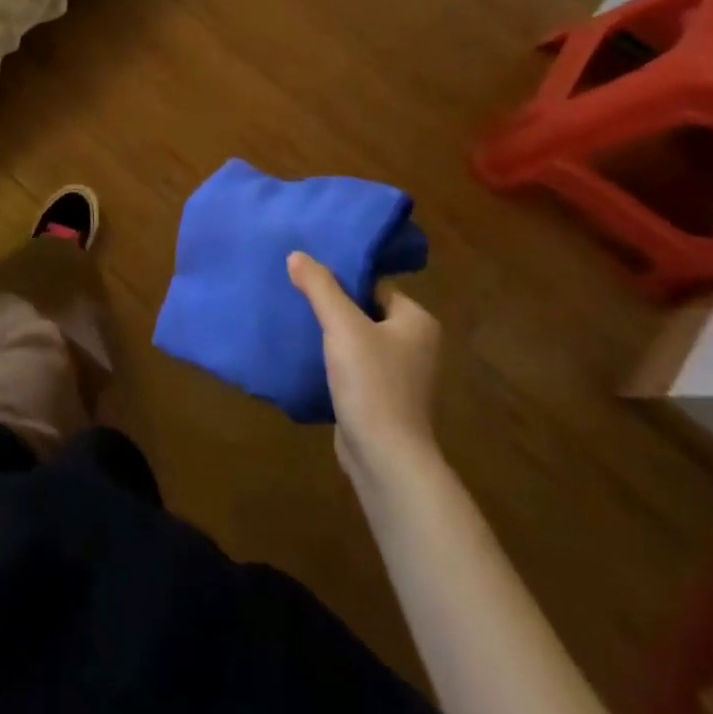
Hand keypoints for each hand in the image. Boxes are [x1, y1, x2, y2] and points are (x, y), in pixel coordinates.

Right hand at [288, 252, 442, 489]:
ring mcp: (401, 376)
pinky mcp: (383, 400)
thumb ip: (319, 287)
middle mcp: (416, 345)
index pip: (374, 285)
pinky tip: (307, 357)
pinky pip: (354, 368)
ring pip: (357, 341)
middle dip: (333, 306)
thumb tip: (297, 254)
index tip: (308, 275)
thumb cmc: (372, 383)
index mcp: (417, 321)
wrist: (385, 459)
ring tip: (295, 322)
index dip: (341, 279)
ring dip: (331, 336)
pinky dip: (333, 362)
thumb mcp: (342, 326)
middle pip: (365, 311)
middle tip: (296, 295)